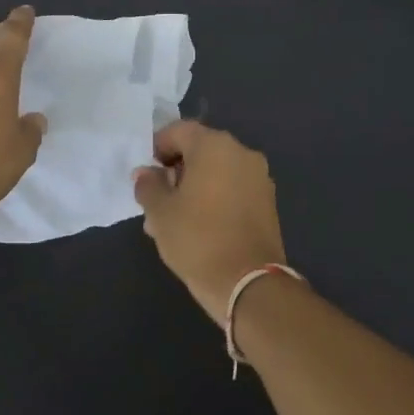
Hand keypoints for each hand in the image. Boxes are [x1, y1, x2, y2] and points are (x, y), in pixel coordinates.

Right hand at [133, 121, 286, 322]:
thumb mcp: (160, 212)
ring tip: (173, 220)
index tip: (146, 174)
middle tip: (157, 200)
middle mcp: (241, 153)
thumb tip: (146, 173)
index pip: (179, 131)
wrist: (248, 283)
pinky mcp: (268, 202)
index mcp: (214, 146)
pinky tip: (198, 227)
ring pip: (216, 172)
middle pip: (200, 150)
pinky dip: (214, 199)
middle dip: (176, 171)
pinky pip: (233, 189)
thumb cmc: (197, 239)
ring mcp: (259, 178)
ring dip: (194, 187)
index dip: (158, 148)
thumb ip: (148, 185)